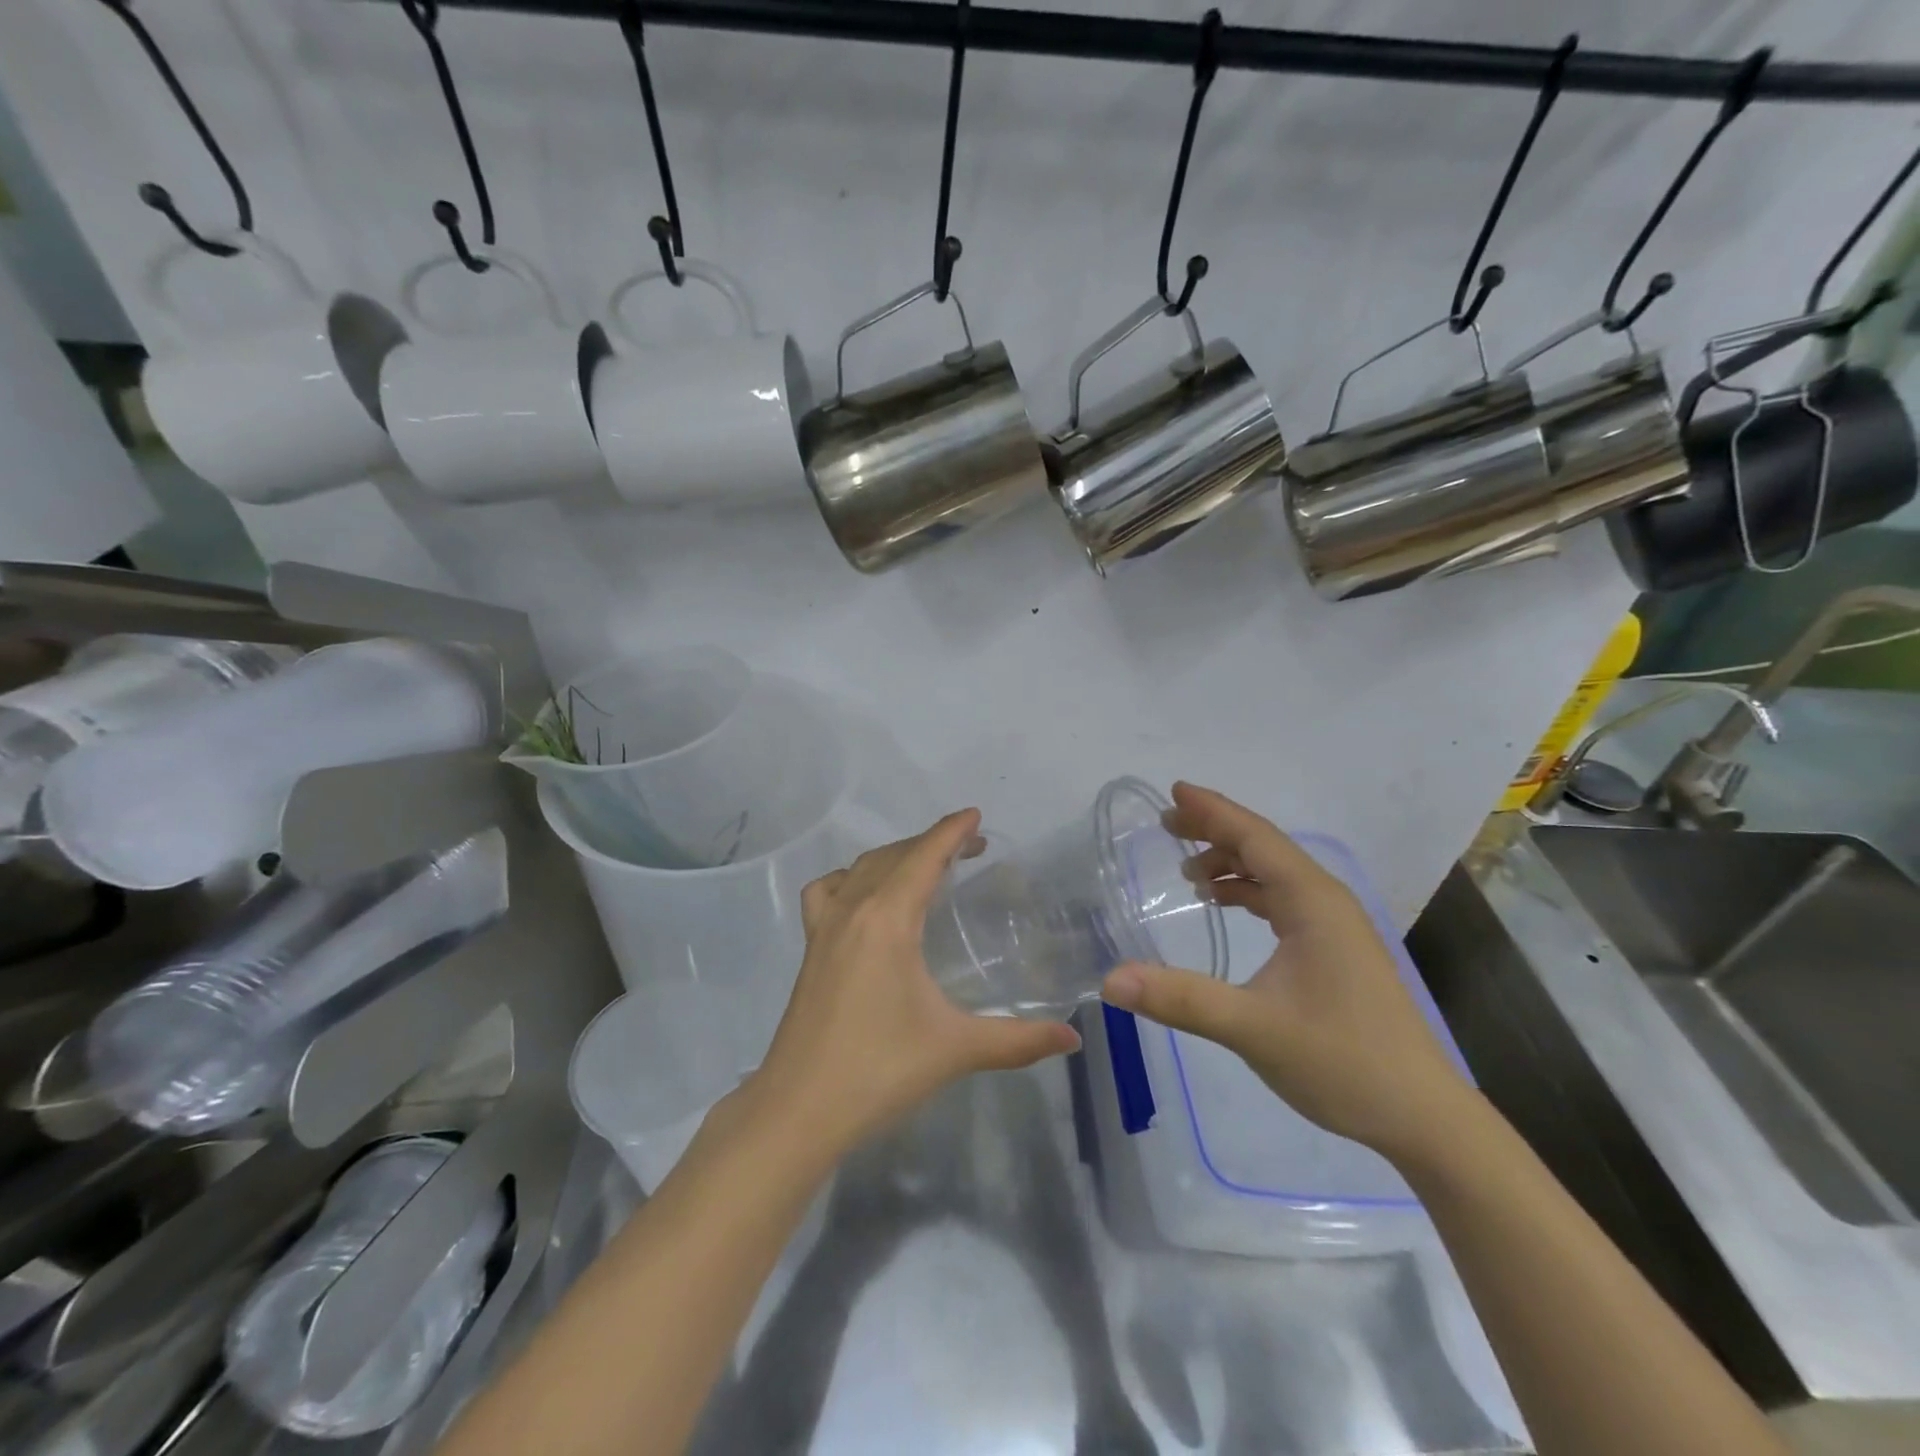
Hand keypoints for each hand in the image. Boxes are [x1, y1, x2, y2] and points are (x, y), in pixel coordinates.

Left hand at [748, 810, 1079, 1157]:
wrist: (798, 1110)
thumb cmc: (879, 1070)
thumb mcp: (956, 1049)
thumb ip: (1019, 1040)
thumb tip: (1073, 1039)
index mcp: (888, 918)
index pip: (924, 856)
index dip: (952, 831)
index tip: (977, 816)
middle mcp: (853, 909)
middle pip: (894, 855)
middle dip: (932, 843)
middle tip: (970, 851)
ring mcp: (825, 927)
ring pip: (860, 868)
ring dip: (894, 856)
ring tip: (925, 869)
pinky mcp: (810, 948)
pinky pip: (827, 892)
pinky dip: (850, 879)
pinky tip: (865, 900)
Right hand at [1100, 783, 1471, 1161]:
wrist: (1423, 1118)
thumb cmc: (1343, 1062)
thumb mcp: (1253, 1028)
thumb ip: (1181, 999)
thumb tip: (1110, 980)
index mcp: (1312, 902)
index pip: (1256, 838)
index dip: (1213, 811)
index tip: (1174, 791)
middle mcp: (1326, 902)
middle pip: (1265, 847)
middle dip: (1216, 831)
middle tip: (1168, 825)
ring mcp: (1334, 927)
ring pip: (1276, 874)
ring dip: (1232, 862)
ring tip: (1187, 870)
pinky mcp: (1335, 951)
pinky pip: (1284, 900)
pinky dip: (1249, 892)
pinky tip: (1224, 904)